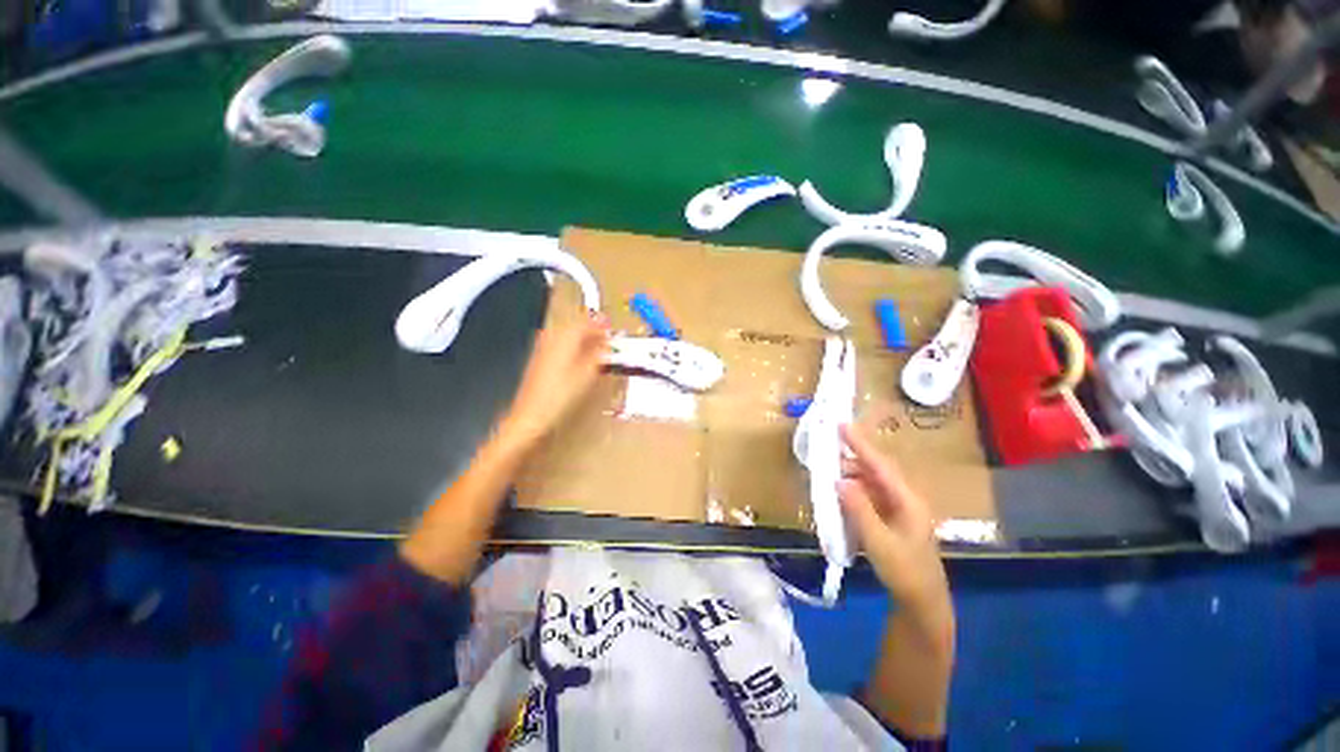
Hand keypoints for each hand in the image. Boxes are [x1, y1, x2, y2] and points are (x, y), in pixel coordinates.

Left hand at [502, 313, 610, 444]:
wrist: (532, 415)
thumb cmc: (563, 394)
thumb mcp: (588, 374)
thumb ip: (598, 355)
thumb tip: (606, 343)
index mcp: (565, 338)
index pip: (585, 324)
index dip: (600, 325)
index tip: (611, 326)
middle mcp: (552, 339)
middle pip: (574, 328)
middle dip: (590, 331)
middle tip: (605, 336)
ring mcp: (543, 350)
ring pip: (566, 337)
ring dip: (581, 339)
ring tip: (595, 346)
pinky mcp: (539, 362)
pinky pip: (559, 347)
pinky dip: (571, 348)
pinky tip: (578, 358)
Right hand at [838, 424, 950, 617]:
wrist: (922, 602)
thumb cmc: (905, 572)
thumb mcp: (879, 541)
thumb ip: (859, 509)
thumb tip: (839, 480)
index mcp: (907, 500)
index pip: (880, 465)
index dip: (860, 444)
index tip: (842, 425)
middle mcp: (904, 498)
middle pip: (875, 470)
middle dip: (851, 458)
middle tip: (826, 449)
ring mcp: (898, 509)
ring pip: (870, 483)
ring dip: (850, 476)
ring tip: (827, 471)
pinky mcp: (890, 519)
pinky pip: (868, 497)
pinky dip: (852, 493)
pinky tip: (839, 495)